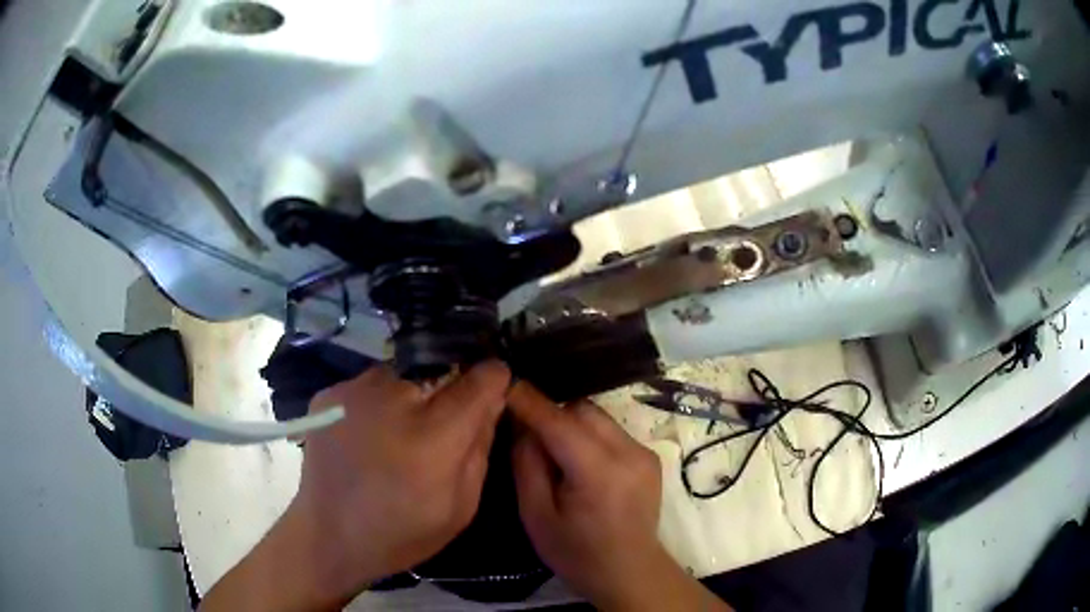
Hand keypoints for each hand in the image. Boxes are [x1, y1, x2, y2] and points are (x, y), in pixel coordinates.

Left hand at [202, 361, 509, 610]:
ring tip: (398, 434)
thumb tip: (491, 401)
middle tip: (438, 429)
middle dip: (450, 393)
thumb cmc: (402, 532)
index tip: (492, 392)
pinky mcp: (331, 393)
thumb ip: (481, 447)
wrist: (328, 535)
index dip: (493, 381)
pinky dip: (379, 403)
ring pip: (405, 374)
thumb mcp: (461, 506)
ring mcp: (355, 390)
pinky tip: (368, 436)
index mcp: (433, 436)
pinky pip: (371, 384)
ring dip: (412, 396)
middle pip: (442, 370)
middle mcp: (394, 399)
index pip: (481, 378)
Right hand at [508, 382, 730, 611]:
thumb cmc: (577, 553)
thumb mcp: (536, 516)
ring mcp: (644, 452)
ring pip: (598, 417)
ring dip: (572, 425)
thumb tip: (523, 426)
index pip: (559, 422)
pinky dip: (590, 437)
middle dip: (552, 416)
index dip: (530, 401)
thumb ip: (527, 465)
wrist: (629, 572)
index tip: (505, 384)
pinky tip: (580, 464)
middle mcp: (629, 453)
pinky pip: (612, 431)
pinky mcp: (650, 457)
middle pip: (582, 410)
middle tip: (531, 438)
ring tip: (557, 455)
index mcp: (599, 472)